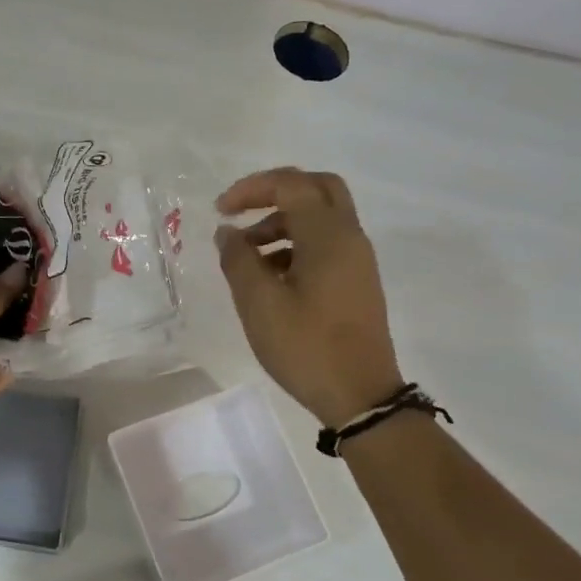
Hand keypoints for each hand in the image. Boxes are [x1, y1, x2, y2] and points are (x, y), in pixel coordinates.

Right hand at [214, 168, 403, 427]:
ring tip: (246, 255)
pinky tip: (270, 277)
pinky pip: (326, 244)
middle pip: (316, 189)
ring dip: (282, 222)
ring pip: (321, 218)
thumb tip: (228, 232)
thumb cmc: (306, 347)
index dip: (252, 188)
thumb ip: (238, 260)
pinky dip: (296, 245)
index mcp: (328, 235)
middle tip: (242, 212)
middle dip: (275, 193)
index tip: (220, 211)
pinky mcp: (357, 282)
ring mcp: (357, 260)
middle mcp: (349, 237)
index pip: (291, 184)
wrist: (360, 396)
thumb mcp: (259, 304)